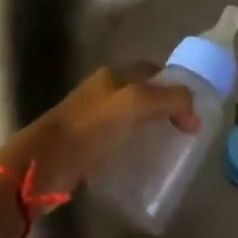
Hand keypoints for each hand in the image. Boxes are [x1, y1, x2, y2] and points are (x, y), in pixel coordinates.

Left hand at [0, 66, 199, 198]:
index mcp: (112, 76)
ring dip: (147, 131)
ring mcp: (90, 119)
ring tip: (166, 152)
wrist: (44, 164)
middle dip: (162, 109)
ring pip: (128, 119)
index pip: (151, 70)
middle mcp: (101, 92)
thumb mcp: (136, 104)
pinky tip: (141, 167)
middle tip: (183, 133)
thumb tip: (193, 111)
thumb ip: (169, 99)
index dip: (173, 84)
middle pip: (141, 94)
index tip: (192, 108)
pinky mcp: (83, 146)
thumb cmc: (91, 128)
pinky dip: (131, 150)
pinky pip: (116, 142)